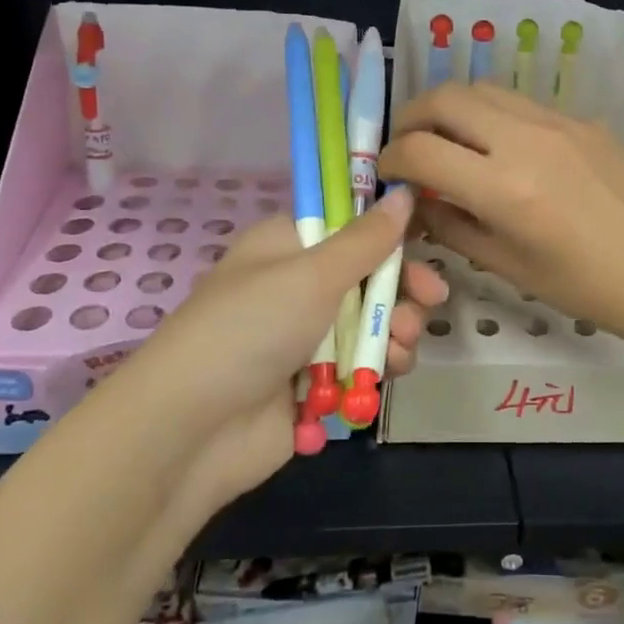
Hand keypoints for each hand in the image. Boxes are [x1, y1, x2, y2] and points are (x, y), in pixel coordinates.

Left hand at [133, 187, 448, 514]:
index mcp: (288, 245)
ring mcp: (305, 336)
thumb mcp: (312, 275)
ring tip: (403, 347)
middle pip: (368, 275)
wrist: (191, 431)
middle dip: (402, 288)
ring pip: (371, 322)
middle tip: (432, 298)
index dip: (389, 232)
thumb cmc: (251, 329)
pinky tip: (392, 372)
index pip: (349, 224)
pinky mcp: (313, 382)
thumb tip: (405, 193)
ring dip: (397, 330)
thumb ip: (366, 239)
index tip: (425, 240)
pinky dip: (380, 366)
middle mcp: (297, 285)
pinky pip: (361, 364)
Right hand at [379, 83, 623, 346]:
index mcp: (503, 187)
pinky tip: (501, 147)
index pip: (420, 150)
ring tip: (448, 138)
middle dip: (412, 117)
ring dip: (452, 107)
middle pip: (445, 97)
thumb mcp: (505, 264)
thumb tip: (416, 202)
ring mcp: (557, 122)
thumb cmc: (581, 284)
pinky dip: (493, 115)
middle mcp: (525, 139)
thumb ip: (451, 225)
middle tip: (408, 144)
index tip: (387, 174)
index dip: (391, 160)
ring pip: (482, 88)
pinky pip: (521, 103)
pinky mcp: (582, 119)